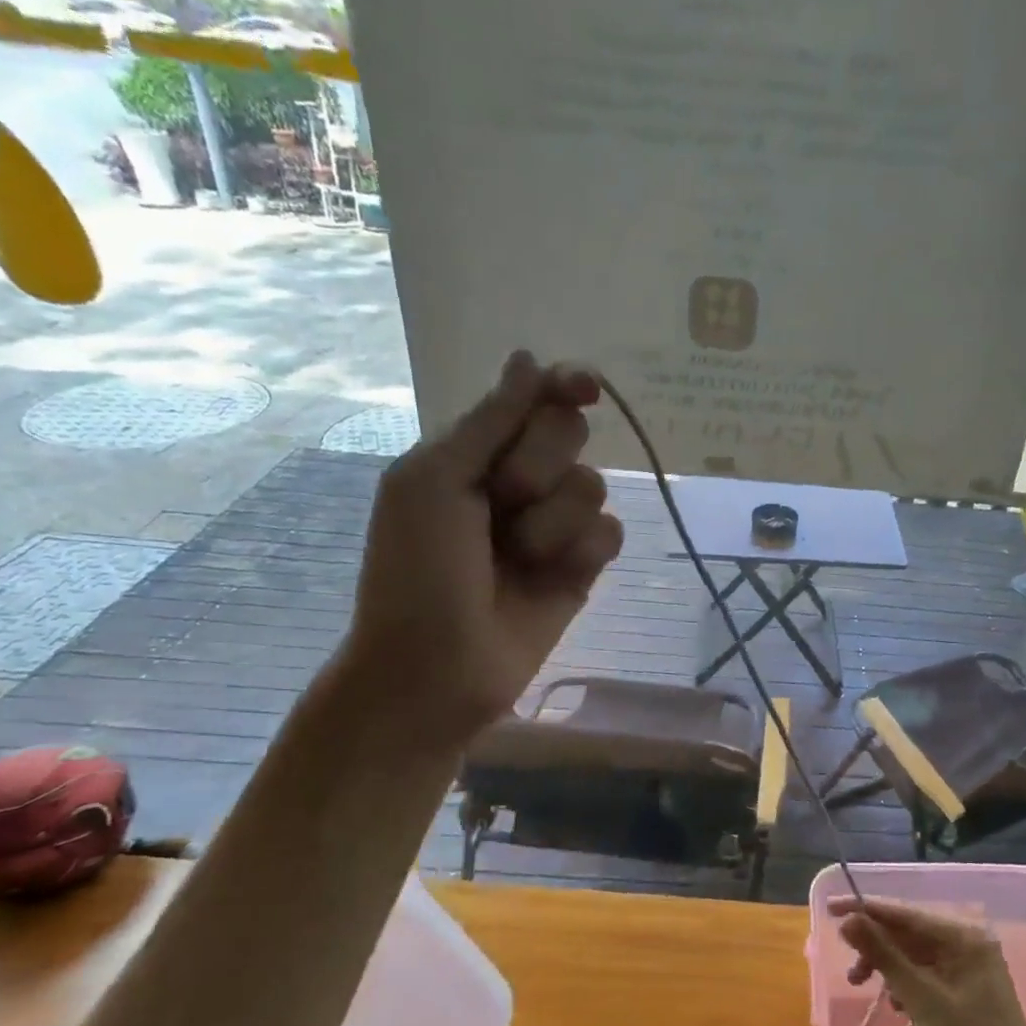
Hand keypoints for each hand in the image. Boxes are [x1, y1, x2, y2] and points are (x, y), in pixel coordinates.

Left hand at [339, 350, 623, 745]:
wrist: (436, 668)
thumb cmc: (416, 570)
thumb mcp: (435, 482)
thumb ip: (489, 421)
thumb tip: (529, 358)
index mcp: (474, 452)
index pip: (533, 398)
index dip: (563, 385)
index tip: (586, 388)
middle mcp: (519, 480)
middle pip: (570, 433)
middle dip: (540, 464)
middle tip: (505, 500)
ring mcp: (553, 524)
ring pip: (592, 486)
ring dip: (554, 521)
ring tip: (519, 558)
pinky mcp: (582, 565)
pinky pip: (609, 532)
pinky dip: (582, 551)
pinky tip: (555, 577)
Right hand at [831, 897, 1025, 1025]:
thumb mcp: (923, 1000)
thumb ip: (885, 957)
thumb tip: (849, 920)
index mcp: (965, 937)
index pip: (907, 915)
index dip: (867, 910)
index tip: (831, 908)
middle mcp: (968, 944)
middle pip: (910, 934)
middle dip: (877, 947)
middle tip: (850, 970)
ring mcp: (968, 969)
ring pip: (915, 956)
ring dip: (888, 968)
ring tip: (864, 987)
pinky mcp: (965, 993)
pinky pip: (925, 975)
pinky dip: (905, 984)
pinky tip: (895, 1004)